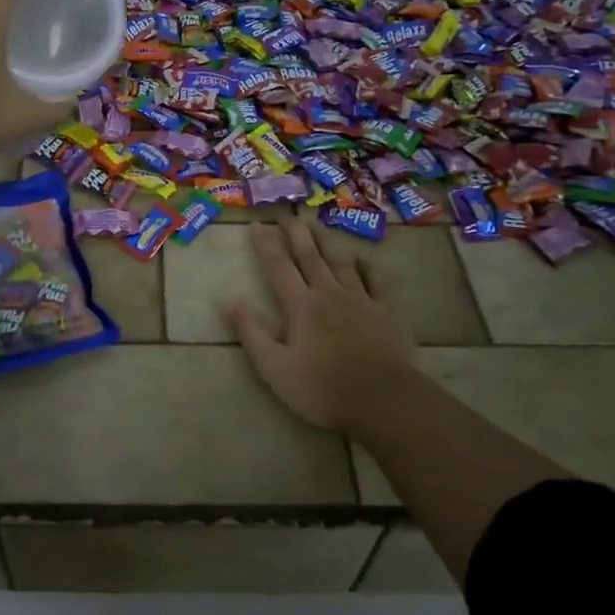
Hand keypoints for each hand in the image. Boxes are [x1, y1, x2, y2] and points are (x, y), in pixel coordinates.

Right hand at [224, 214, 420, 431]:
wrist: (384, 400)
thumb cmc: (323, 389)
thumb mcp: (274, 368)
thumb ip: (250, 332)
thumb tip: (227, 299)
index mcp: (300, 305)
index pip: (278, 266)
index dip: (265, 244)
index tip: (256, 224)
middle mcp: (329, 293)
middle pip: (309, 256)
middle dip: (295, 232)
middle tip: (287, 213)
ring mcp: (361, 299)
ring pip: (340, 261)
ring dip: (326, 241)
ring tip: (316, 224)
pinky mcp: (386, 311)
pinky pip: (377, 280)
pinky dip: (368, 266)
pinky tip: (362, 257)